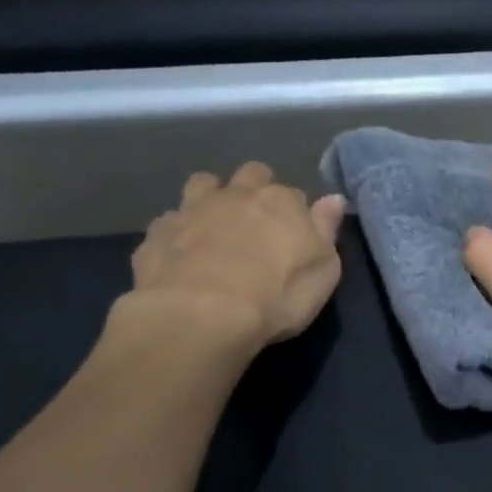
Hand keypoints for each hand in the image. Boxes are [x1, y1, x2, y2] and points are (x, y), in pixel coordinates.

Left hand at [117, 162, 345, 352]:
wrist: (201, 315)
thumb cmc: (276, 296)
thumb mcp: (323, 271)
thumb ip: (326, 230)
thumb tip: (333, 198)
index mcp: (281, 202)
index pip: (294, 194)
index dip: (295, 212)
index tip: (295, 234)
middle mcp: (237, 195)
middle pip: (250, 175)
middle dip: (254, 189)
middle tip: (257, 222)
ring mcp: (192, 210)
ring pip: (203, 184)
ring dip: (211, 196)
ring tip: (214, 225)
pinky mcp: (157, 234)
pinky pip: (169, 221)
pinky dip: (177, 231)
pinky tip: (180, 253)